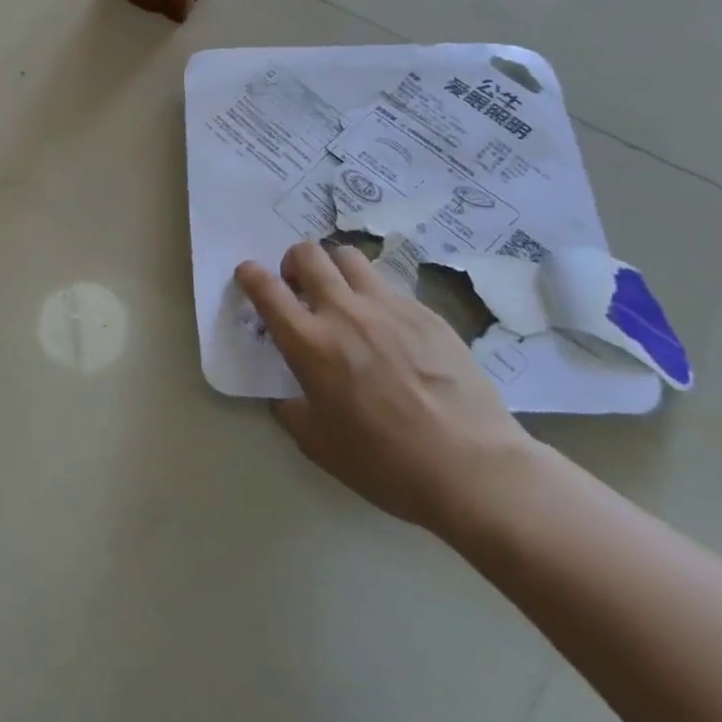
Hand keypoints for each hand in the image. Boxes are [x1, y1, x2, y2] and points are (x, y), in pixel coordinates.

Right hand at [235, 242, 536, 530]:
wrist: (473, 468)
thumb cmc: (386, 462)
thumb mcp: (318, 444)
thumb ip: (290, 409)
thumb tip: (286, 394)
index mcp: (309, 343)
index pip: (265, 287)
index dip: (249, 274)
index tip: (248, 277)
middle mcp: (344, 312)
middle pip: (308, 253)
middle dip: (293, 263)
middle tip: (299, 289)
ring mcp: (389, 307)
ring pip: (349, 257)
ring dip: (334, 269)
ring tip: (342, 297)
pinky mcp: (426, 313)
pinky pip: (389, 286)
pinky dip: (374, 295)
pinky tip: (387, 328)